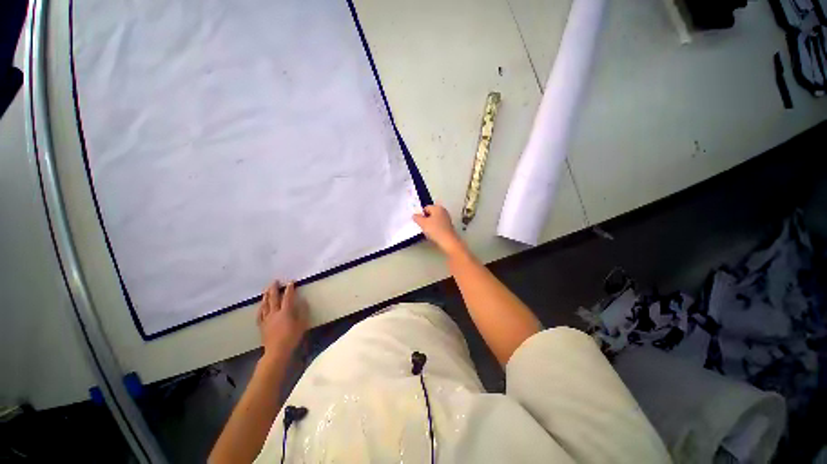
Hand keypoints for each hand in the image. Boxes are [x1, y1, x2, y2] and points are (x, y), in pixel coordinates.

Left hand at [257, 281, 307, 358]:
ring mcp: (267, 319)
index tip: (291, 282)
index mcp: (286, 311)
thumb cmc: (292, 337)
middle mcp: (275, 313)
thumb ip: (303, 312)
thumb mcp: (302, 324)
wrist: (277, 351)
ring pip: (265, 305)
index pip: (288, 297)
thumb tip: (303, 301)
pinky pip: (260, 314)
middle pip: (273, 298)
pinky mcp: (262, 325)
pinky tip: (261, 305)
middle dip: (274, 288)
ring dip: (266, 296)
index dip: (289, 289)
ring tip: (266, 290)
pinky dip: (261, 308)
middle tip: (275, 281)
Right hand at [413, 204, 465, 255]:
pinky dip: (435, 228)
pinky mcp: (448, 226)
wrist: (448, 241)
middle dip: (425, 219)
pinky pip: (438, 224)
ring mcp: (447, 218)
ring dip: (430, 224)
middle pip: (430, 213)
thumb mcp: (423, 223)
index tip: (419, 222)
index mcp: (437, 207)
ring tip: (428, 231)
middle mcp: (443, 211)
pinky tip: (433, 233)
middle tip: (423, 226)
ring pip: (434, 219)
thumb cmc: (435, 230)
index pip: (425, 208)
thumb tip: (414, 215)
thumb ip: (417, 218)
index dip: (421, 214)